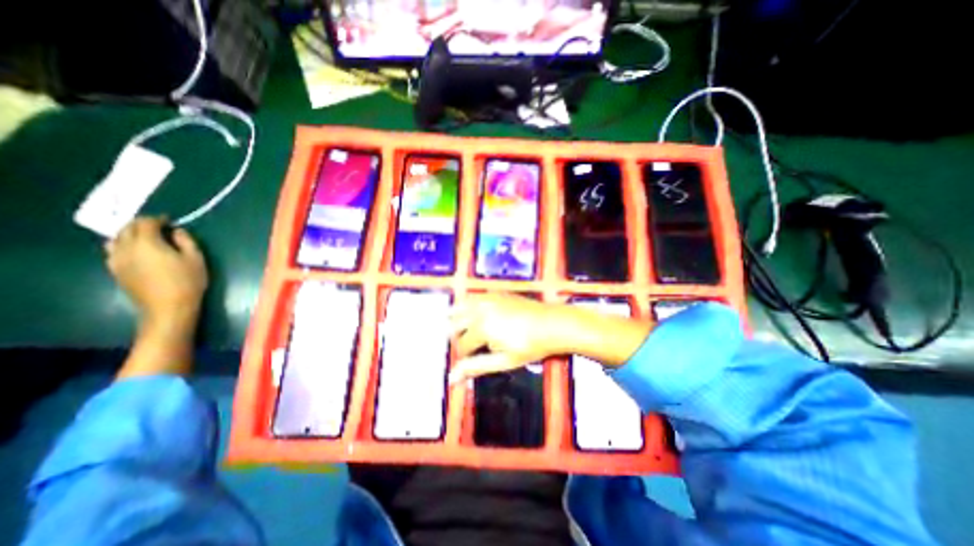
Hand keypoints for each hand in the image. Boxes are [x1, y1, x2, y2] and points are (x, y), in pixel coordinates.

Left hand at [106, 215, 206, 330]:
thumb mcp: (196, 259)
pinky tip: (139, 252)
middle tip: (160, 227)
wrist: (167, 307)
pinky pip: (114, 251)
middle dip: (142, 224)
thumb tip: (177, 231)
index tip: (170, 220)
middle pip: (127, 229)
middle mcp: (125, 248)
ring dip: (130, 234)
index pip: (145, 223)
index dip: (157, 219)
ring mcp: (116, 260)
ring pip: (115, 239)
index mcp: (147, 243)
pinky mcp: (115, 270)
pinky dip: (125, 245)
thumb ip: (186, 241)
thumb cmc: (188, 281)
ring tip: (147, 238)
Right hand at [446, 294, 563, 382]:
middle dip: (457, 337)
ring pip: (459, 307)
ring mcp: (486, 298)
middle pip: (455, 324)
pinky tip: (473, 314)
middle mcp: (479, 310)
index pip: (461, 345)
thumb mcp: (504, 361)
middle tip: (468, 347)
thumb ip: (476, 367)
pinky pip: (472, 297)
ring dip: (457, 319)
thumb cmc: (530, 346)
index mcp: (481, 328)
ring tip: (463, 330)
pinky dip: (467, 306)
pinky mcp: (494, 293)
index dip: (464, 356)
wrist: (552, 324)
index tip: (471, 360)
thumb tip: (451, 378)